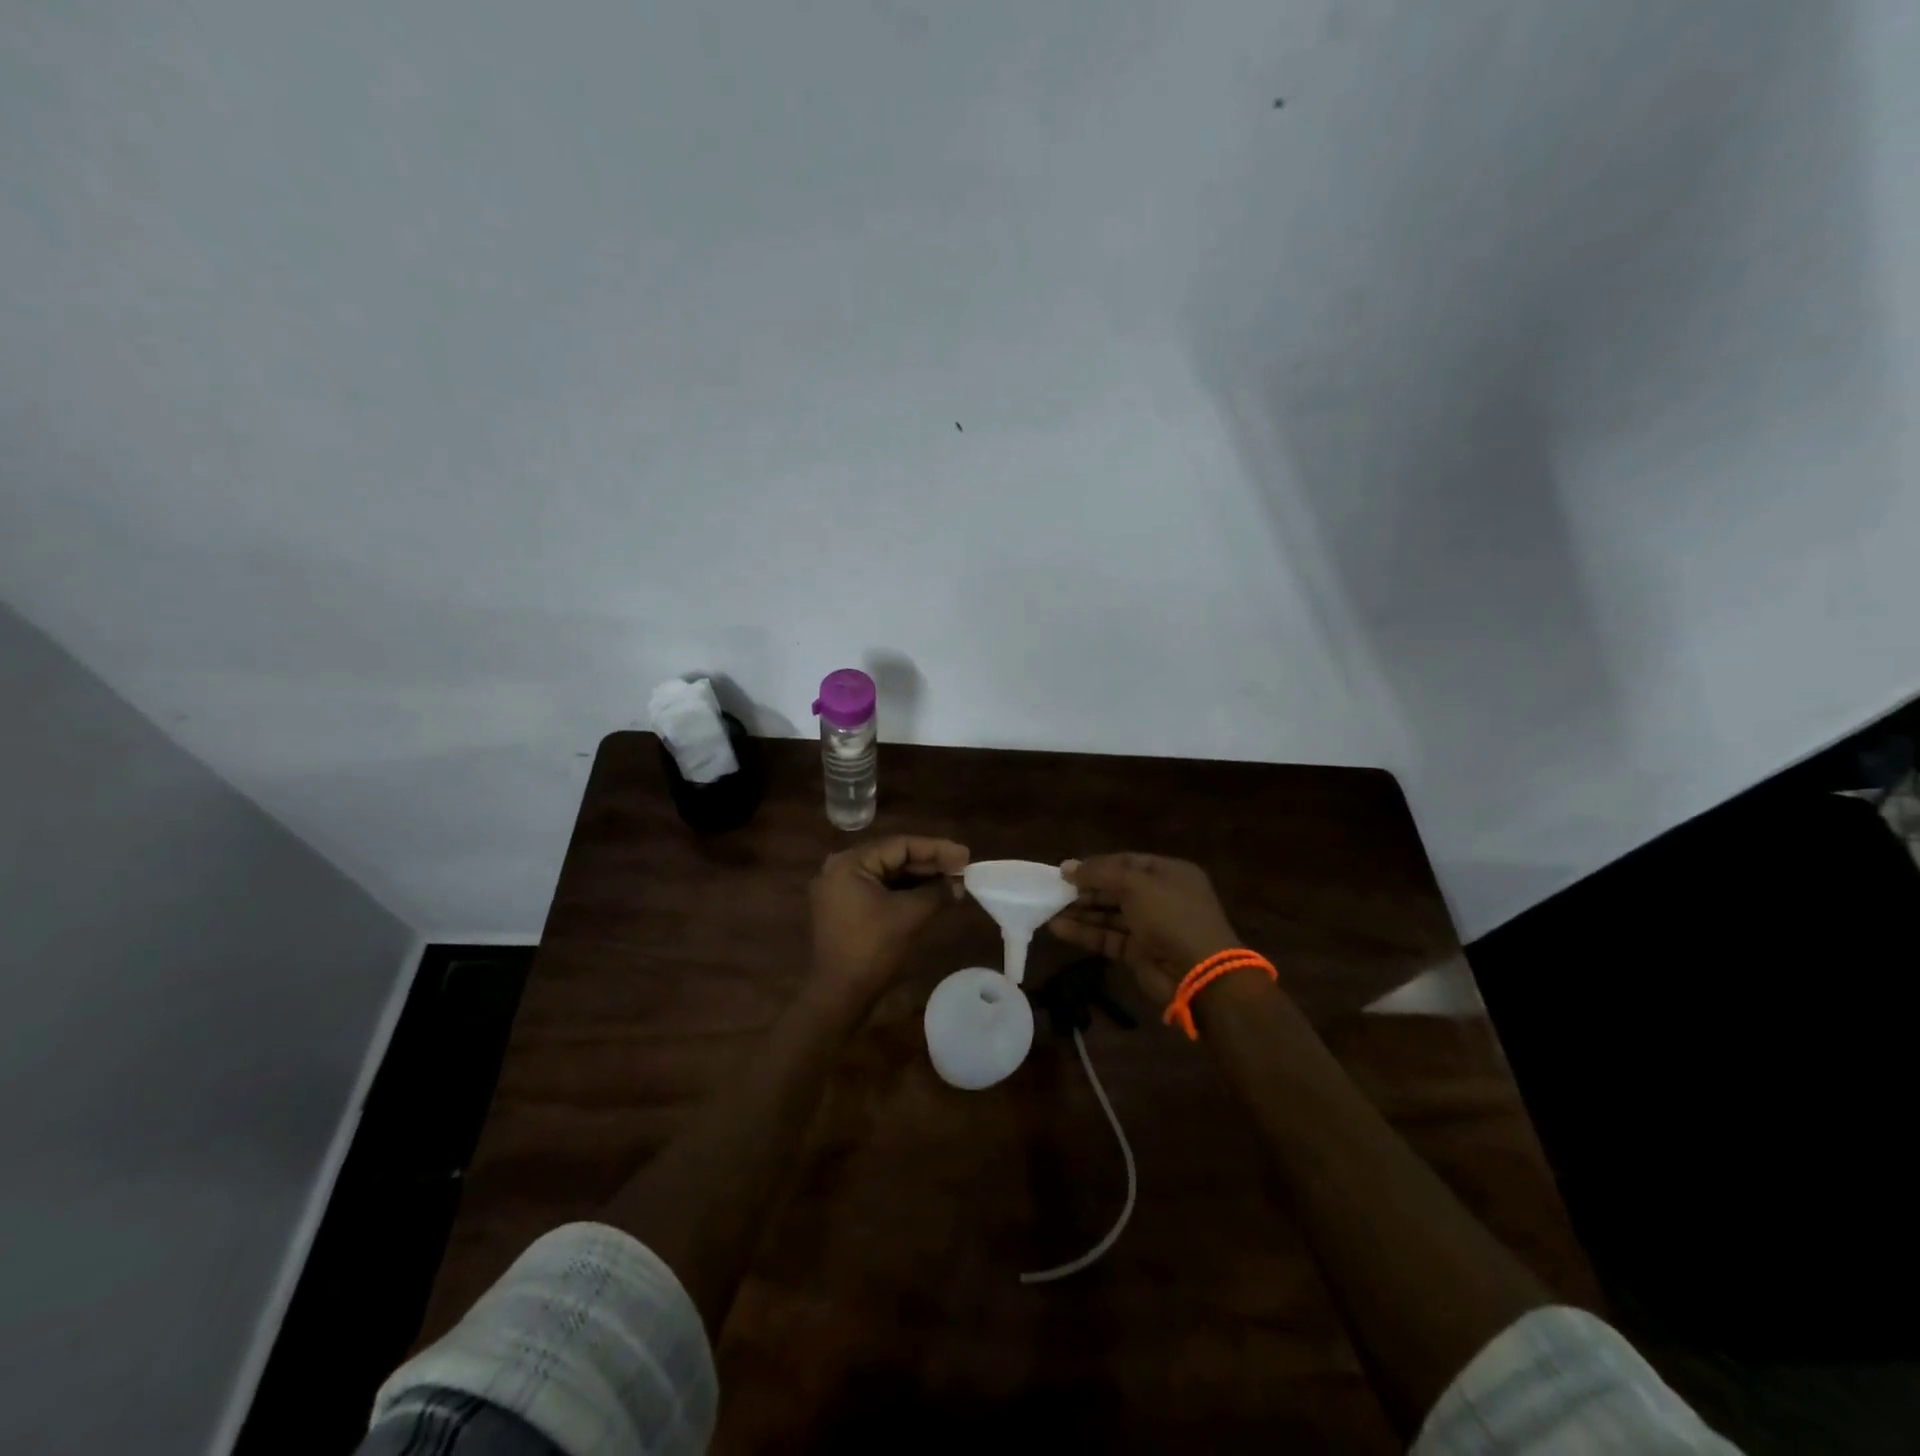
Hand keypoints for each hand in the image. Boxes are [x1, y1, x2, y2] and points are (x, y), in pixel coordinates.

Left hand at [810, 835, 968, 1001]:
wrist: (839, 996)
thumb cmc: (871, 950)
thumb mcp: (909, 915)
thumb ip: (936, 892)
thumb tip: (957, 884)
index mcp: (850, 863)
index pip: (900, 845)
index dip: (936, 849)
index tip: (965, 855)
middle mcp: (841, 869)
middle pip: (893, 857)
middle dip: (929, 863)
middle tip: (962, 867)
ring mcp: (841, 889)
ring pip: (889, 874)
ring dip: (920, 878)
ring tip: (953, 880)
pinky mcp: (846, 908)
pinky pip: (881, 890)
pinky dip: (905, 892)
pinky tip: (932, 895)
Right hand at [1047, 853, 1242, 1005]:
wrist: (1199, 973)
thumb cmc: (1171, 915)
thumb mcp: (1135, 885)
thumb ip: (1099, 874)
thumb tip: (1066, 867)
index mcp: (1169, 873)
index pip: (1127, 862)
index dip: (1097, 864)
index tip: (1066, 869)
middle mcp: (1160, 897)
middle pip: (1115, 888)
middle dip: (1085, 889)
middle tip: (1053, 890)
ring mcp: (1149, 927)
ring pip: (1108, 914)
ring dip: (1080, 911)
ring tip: (1048, 908)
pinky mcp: (1137, 953)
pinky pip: (1107, 937)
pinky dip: (1084, 933)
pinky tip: (1057, 927)